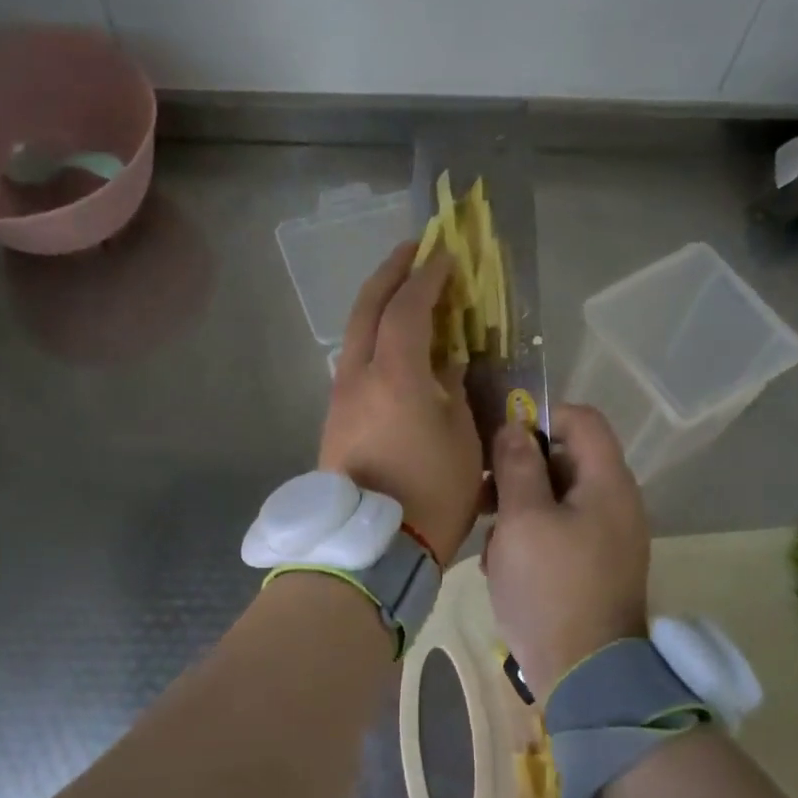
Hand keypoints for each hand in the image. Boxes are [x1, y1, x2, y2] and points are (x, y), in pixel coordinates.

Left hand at [320, 243, 482, 563]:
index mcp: (395, 375)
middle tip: (414, 249)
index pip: (409, 308)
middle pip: (368, 307)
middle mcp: (358, 375)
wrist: (371, 548)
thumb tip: (445, 362)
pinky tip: (394, 343)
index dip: (429, 276)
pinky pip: (354, 359)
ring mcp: (340, 396)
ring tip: (405, 292)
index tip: (446, 254)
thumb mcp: (462, 438)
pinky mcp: (335, 417)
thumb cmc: (430, 493)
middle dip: (391, 272)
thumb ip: (453, 389)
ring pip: (355, 333)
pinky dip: (375, 336)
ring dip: (379, 304)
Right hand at [486, 405, 649, 696]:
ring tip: (490, 539)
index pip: (582, 419)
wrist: (585, 675)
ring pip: (556, 499)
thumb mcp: (523, 519)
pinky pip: (560, 532)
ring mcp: (607, 537)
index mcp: (607, 483)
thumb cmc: (551, 588)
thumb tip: (514, 427)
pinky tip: (504, 566)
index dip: (540, 417)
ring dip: (519, 510)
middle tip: (482, 492)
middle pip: (565, 460)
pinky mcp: (594, 566)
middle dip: (520, 471)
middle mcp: (615, 503)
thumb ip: (517, 466)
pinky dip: (531, 538)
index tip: (500, 439)